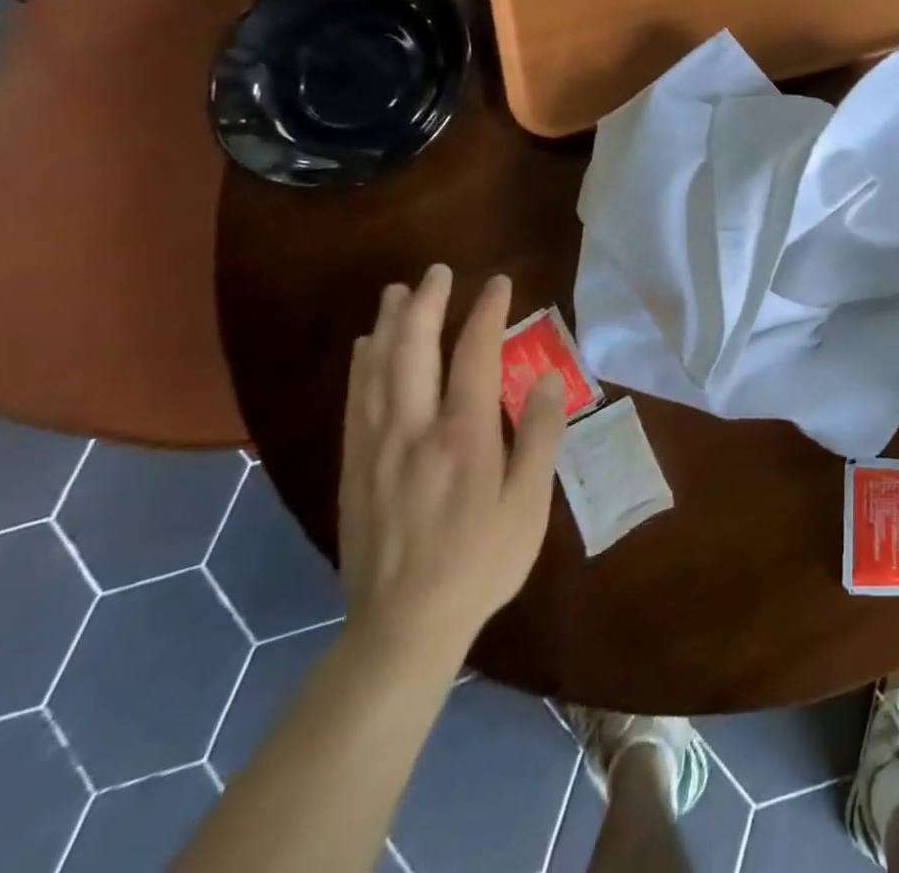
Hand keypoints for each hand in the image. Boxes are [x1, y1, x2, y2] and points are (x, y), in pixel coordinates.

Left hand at [339, 265, 567, 664]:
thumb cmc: (481, 562)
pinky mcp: (354, 468)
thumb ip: (538, 436)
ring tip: (397, 291)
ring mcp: (376, 448)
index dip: (486, 312)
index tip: (498, 283)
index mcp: (463, 436)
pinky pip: (355, 402)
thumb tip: (544, 377)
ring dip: (388, 324)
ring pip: (377, 370)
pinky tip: (365, 349)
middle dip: (427, 304)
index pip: (474, 355)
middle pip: (413, 350)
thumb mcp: (528, 504)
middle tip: (438, 271)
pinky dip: (361, 366)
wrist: (403, 626)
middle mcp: (413, 431)